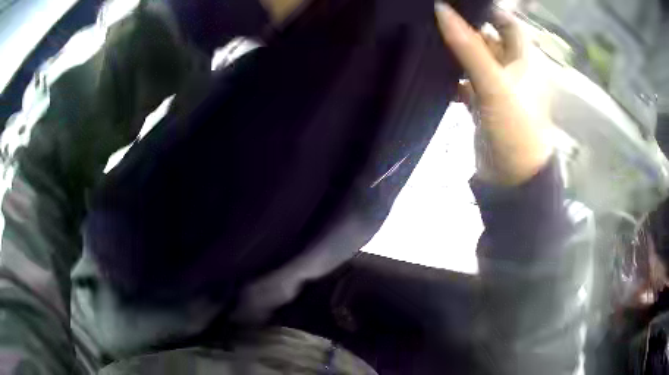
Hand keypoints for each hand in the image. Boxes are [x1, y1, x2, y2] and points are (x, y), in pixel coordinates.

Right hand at [435, 3, 551, 184]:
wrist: (513, 178)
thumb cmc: (515, 128)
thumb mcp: (494, 84)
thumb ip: (469, 47)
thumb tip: (441, 9)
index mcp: (523, 60)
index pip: (508, 24)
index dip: (489, 10)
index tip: (460, 2)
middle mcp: (511, 70)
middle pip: (488, 40)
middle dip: (466, 28)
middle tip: (435, 17)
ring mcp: (497, 88)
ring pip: (475, 61)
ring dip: (456, 51)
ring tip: (428, 37)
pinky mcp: (483, 105)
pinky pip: (466, 83)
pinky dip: (452, 77)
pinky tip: (434, 72)